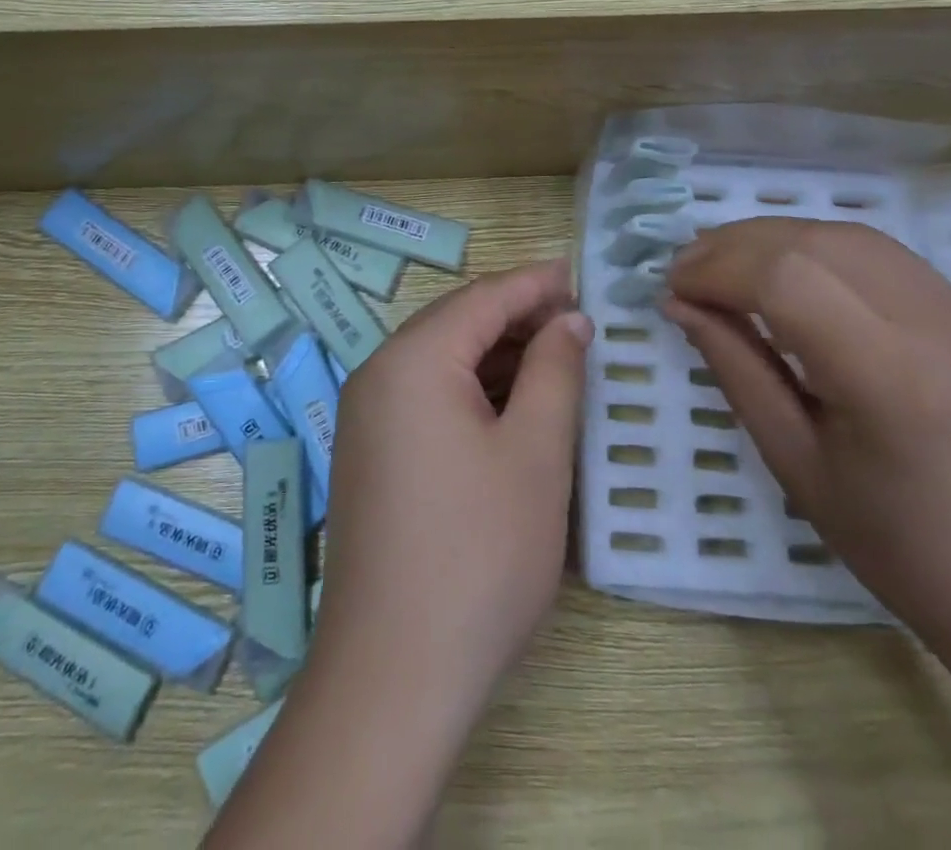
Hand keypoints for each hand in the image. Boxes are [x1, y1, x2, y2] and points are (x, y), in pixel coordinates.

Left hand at [312, 258, 590, 726]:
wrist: (393, 674)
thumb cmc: (478, 554)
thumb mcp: (535, 454)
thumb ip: (554, 372)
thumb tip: (570, 320)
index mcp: (413, 360)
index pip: (483, 297)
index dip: (536, 283)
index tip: (582, 275)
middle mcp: (379, 374)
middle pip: (457, 323)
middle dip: (518, 317)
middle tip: (579, 324)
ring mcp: (367, 417)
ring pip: (441, 361)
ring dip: (497, 356)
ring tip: (556, 362)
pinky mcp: (370, 454)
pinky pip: (426, 397)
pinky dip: (472, 392)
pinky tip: (512, 409)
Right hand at [664, 218, 950, 629]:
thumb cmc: (893, 542)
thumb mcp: (792, 459)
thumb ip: (734, 367)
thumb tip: (678, 302)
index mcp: (892, 380)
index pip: (787, 280)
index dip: (717, 270)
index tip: (673, 285)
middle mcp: (938, 327)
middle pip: (814, 242)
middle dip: (735, 245)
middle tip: (688, 268)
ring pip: (847, 235)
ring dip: (773, 237)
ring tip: (726, 263)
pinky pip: (880, 255)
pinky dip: (816, 248)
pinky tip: (786, 273)